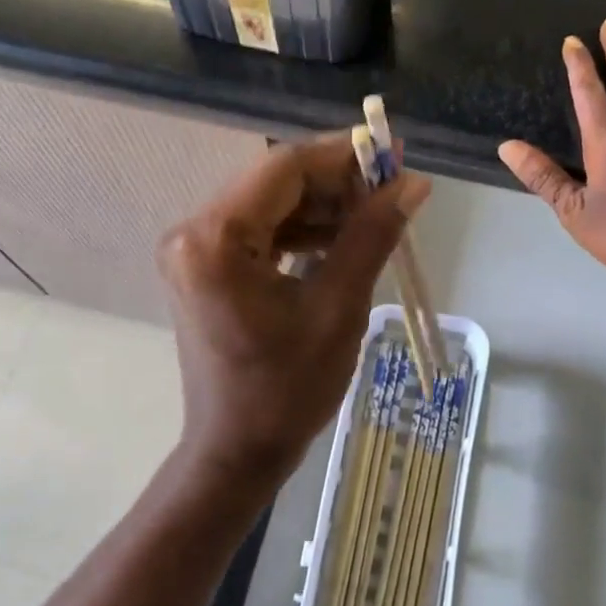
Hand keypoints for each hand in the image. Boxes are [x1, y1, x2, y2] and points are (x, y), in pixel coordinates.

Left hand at [159, 135, 429, 483]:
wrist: (238, 450)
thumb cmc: (288, 390)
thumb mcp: (339, 309)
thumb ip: (372, 235)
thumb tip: (412, 183)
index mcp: (215, 239)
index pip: (284, 168)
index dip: (343, 156)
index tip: (393, 156)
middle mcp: (193, 232)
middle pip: (274, 182)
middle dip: (336, 182)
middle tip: (393, 189)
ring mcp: (194, 250)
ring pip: (269, 205)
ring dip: (322, 206)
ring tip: (376, 215)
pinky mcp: (205, 268)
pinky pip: (259, 232)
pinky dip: (300, 231)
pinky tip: (341, 239)